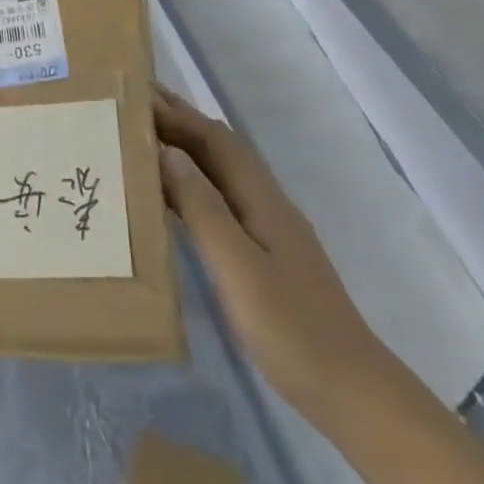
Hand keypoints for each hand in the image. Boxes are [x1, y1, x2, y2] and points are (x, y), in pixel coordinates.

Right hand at [154, 85, 387, 417]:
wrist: (351, 390)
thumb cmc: (291, 329)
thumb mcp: (239, 268)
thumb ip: (203, 208)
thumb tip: (166, 152)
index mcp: (261, 198)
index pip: (213, 139)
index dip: (175, 113)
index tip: (135, 93)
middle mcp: (264, 201)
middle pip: (217, 147)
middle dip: (178, 121)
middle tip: (131, 104)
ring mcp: (267, 227)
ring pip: (218, 172)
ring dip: (182, 148)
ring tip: (140, 140)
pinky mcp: (262, 251)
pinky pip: (218, 199)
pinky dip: (189, 184)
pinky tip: (169, 196)